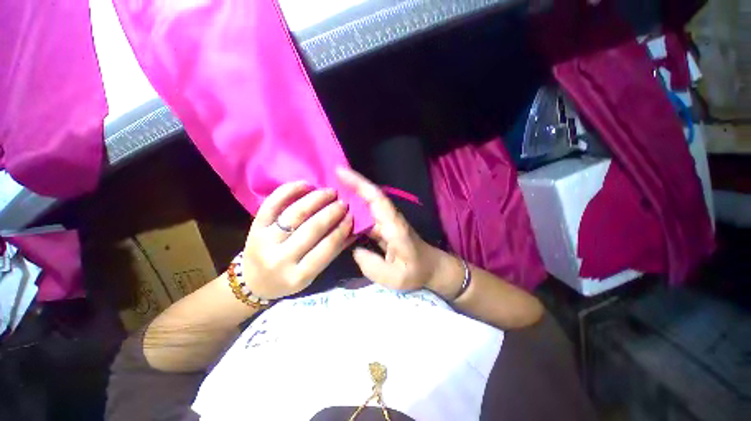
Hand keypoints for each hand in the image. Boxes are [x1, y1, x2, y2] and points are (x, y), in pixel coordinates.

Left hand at [241, 181, 353, 298]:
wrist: (253, 282)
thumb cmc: (288, 279)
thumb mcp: (313, 274)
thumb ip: (333, 251)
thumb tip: (353, 231)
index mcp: (298, 276)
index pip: (326, 248)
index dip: (341, 230)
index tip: (351, 216)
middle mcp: (280, 259)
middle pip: (311, 229)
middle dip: (331, 212)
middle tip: (343, 202)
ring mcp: (264, 241)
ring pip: (295, 214)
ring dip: (316, 199)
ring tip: (330, 192)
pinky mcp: (255, 227)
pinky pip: (272, 204)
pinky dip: (289, 191)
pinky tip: (306, 185)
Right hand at [336, 167, 441, 291]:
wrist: (431, 269)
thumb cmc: (417, 271)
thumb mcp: (396, 277)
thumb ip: (371, 265)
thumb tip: (354, 249)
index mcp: (394, 225)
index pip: (376, 198)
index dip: (359, 183)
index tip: (340, 171)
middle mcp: (389, 218)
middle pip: (369, 197)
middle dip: (349, 185)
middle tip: (325, 179)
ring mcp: (386, 222)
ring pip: (366, 207)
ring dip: (349, 199)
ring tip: (327, 197)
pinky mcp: (383, 228)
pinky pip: (365, 218)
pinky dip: (353, 214)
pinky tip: (340, 218)